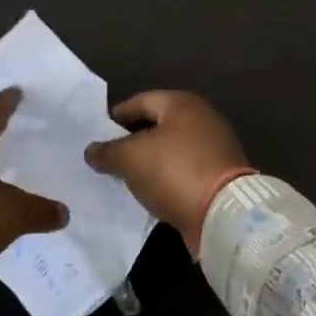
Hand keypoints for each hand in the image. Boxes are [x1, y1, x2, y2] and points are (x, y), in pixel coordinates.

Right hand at [84, 90, 249, 256]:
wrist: (223, 213)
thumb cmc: (174, 171)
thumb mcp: (131, 158)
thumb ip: (108, 151)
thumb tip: (92, 150)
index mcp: (183, 103)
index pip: (141, 101)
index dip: (117, 116)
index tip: (97, 133)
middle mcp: (203, 119)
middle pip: (158, 125)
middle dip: (132, 140)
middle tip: (108, 157)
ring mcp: (215, 149)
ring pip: (171, 150)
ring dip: (150, 162)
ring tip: (125, 177)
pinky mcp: (220, 177)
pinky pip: (184, 172)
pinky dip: (166, 179)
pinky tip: (150, 193)